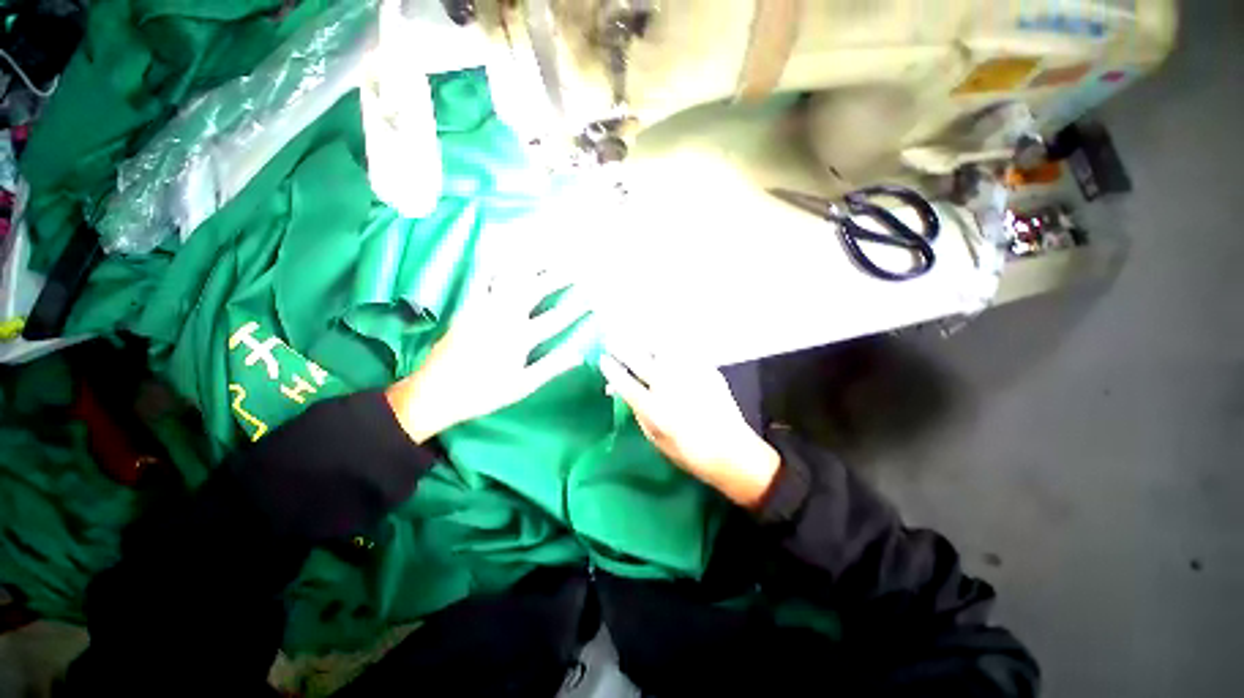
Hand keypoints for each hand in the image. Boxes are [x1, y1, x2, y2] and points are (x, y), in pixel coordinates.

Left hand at [385, 270, 588, 442]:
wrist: (434, 392)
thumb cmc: (483, 392)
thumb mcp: (522, 386)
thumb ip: (552, 367)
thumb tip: (580, 355)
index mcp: (520, 339)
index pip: (556, 319)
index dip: (577, 307)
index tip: (593, 297)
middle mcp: (504, 317)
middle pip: (535, 290)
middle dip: (557, 277)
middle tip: (575, 268)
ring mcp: (484, 308)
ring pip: (511, 279)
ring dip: (531, 265)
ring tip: (547, 255)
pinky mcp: (468, 306)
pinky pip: (483, 279)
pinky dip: (496, 265)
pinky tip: (505, 256)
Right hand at [599, 351, 780, 508]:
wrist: (732, 452)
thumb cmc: (689, 453)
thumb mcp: (656, 440)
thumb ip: (638, 412)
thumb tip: (622, 391)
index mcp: (655, 410)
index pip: (626, 383)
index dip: (612, 369)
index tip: (603, 359)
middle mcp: (671, 388)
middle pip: (640, 360)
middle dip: (622, 347)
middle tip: (612, 339)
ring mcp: (690, 376)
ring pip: (662, 349)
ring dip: (645, 342)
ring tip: (636, 337)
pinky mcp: (707, 370)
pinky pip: (684, 351)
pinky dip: (670, 347)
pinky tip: (664, 346)